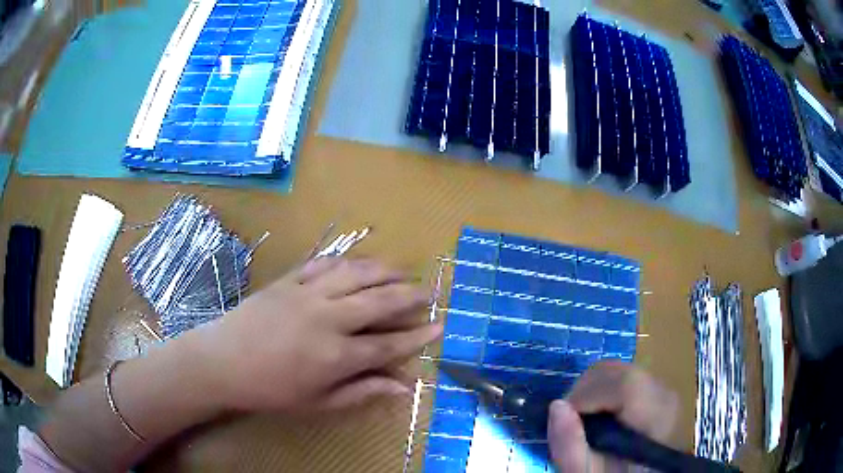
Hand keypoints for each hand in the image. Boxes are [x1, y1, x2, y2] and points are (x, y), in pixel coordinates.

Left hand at [189, 257, 442, 411]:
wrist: (222, 361)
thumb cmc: (271, 389)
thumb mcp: (318, 403)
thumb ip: (361, 392)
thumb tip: (402, 387)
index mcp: (336, 355)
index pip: (389, 343)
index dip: (418, 335)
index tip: (440, 325)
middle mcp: (328, 318)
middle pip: (380, 300)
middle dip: (410, 294)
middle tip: (429, 290)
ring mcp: (307, 293)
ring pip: (356, 273)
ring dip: (384, 269)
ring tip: (402, 270)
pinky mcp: (289, 279)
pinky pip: (325, 263)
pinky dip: (347, 261)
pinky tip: (359, 262)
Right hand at [547, 361, 678, 471]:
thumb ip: (570, 447)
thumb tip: (557, 406)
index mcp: (656, 417)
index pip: (624, 384)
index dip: (586, 394)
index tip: (564, 420)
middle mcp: (664, 393)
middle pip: (618, 371)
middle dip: (584, 391)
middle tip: (570, 423)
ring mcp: (662, 388)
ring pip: (618, 371)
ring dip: (592, 390)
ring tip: (584, 422)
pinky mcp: (655, 388)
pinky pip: (623, 377)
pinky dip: (602, 391)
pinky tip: (600, 418)